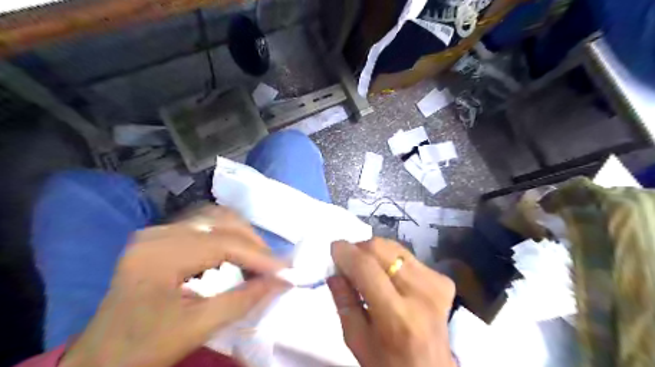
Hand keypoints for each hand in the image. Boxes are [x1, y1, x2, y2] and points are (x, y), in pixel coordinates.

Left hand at [59, 206, 288, 366]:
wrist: (99, 360)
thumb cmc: (143, 349)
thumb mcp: (197, 328)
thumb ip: (243, 300)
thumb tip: (281, 282)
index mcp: (158, 256)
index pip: (222, 243)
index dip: (258, 256)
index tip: (285, 270)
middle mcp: (156, 234)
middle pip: (220, 222)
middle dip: (253, 243)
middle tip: (273, 267)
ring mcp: (156, 232)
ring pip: (214, 219)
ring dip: (241, 236)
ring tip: (258, 260)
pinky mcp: (159, 238)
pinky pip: (203, 226)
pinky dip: (226, 237)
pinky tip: (234, 255)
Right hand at [326, 237, 455, 366]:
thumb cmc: (388, 363)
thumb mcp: (356, 340)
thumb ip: (344, 302)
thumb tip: (334, 271)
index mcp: (396, 316)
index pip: (366, 268)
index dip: (346, 252)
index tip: (334, 248)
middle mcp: (420, 294)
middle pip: (381, 249)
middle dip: (359, 249)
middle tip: (349, 263)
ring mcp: (436, 284)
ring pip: (394, 247)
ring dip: (375, 253)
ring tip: (368, 269)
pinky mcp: (443, 281)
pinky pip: (408, 256)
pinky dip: (392, 260)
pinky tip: (389, 277)